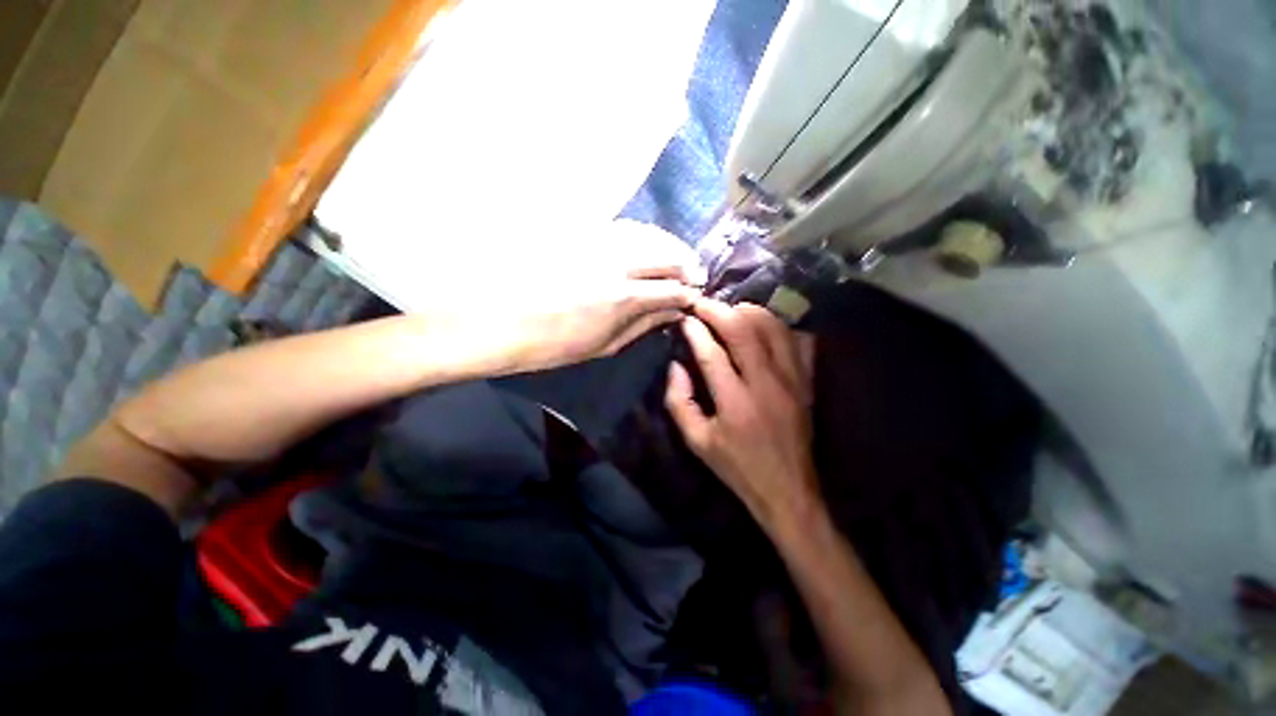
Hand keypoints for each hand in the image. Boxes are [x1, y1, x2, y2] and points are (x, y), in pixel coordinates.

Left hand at [426, 220, 703, 374]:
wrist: (495, 319)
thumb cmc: (550, 345)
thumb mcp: (602, 346)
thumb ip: (642, 325)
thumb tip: (672, 313)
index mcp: (622, 297)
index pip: (672, 288)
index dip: (689, 294)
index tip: (695, 298)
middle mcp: (616, 261)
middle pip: (667, 254)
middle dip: (688, 265)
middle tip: (695, 276)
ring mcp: (596, 240)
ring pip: (648, 233)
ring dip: (669, 245)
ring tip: (677, 257)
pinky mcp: (579, 230)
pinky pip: (623, 225)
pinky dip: (644, 234)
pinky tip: (647, 243)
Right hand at [665, 299, 819, 530]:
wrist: (787, 488)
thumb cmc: (737, 466)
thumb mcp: (697, 441)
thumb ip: (680, 402)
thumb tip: (675, 366)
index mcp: (735, 402)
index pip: (712, 352)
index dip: (695, 331)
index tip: (684, 319)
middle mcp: (766, 383)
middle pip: (744, 330)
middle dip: (719, 310)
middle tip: (703, 304)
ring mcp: (792, 379)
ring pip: (773, 328)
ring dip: (748, 312)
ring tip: (729, 310)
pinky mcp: (806, 381)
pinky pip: (797, 340)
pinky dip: (778, 326)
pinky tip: (762, 326)